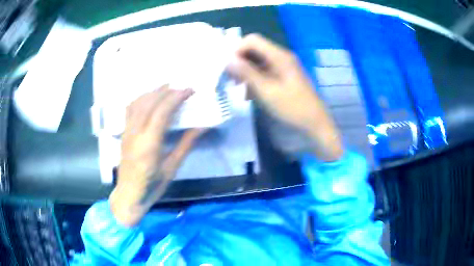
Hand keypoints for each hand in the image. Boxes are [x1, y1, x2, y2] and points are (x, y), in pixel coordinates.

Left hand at [110, 85, 202, 226]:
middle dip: (166, 91)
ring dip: (153, 92)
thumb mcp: (172, 168)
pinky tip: (149, 97)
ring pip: (138, 103)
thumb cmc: (152, 187)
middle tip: (182, 87)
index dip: (176, 97)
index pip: (162, 112)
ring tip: (167, 87)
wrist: (129, 196)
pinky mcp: (123, 133)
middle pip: (149, 103)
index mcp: (149, 145)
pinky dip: (141, 98)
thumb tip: (202, 126)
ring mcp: (126, 132)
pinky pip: (130, 109)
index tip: (190, 90)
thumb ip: (186, 144)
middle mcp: (135, 134)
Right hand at [227, 34, 342, 160]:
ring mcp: (283, 66)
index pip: (253, 40)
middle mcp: (281, 57)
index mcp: (279, 56)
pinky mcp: (283, 76)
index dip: (237, 49)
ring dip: (245, 72)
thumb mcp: (267, 91)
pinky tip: (248, 94)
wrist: (315, 123)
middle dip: (240, 61)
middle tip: (230, 78)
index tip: (228, 66)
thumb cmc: (293, 107)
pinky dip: (254, 79)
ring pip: (258, 61)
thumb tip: (228, 60)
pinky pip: (264, 71)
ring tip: (237, 88)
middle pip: (255, 49)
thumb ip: (247, 73)